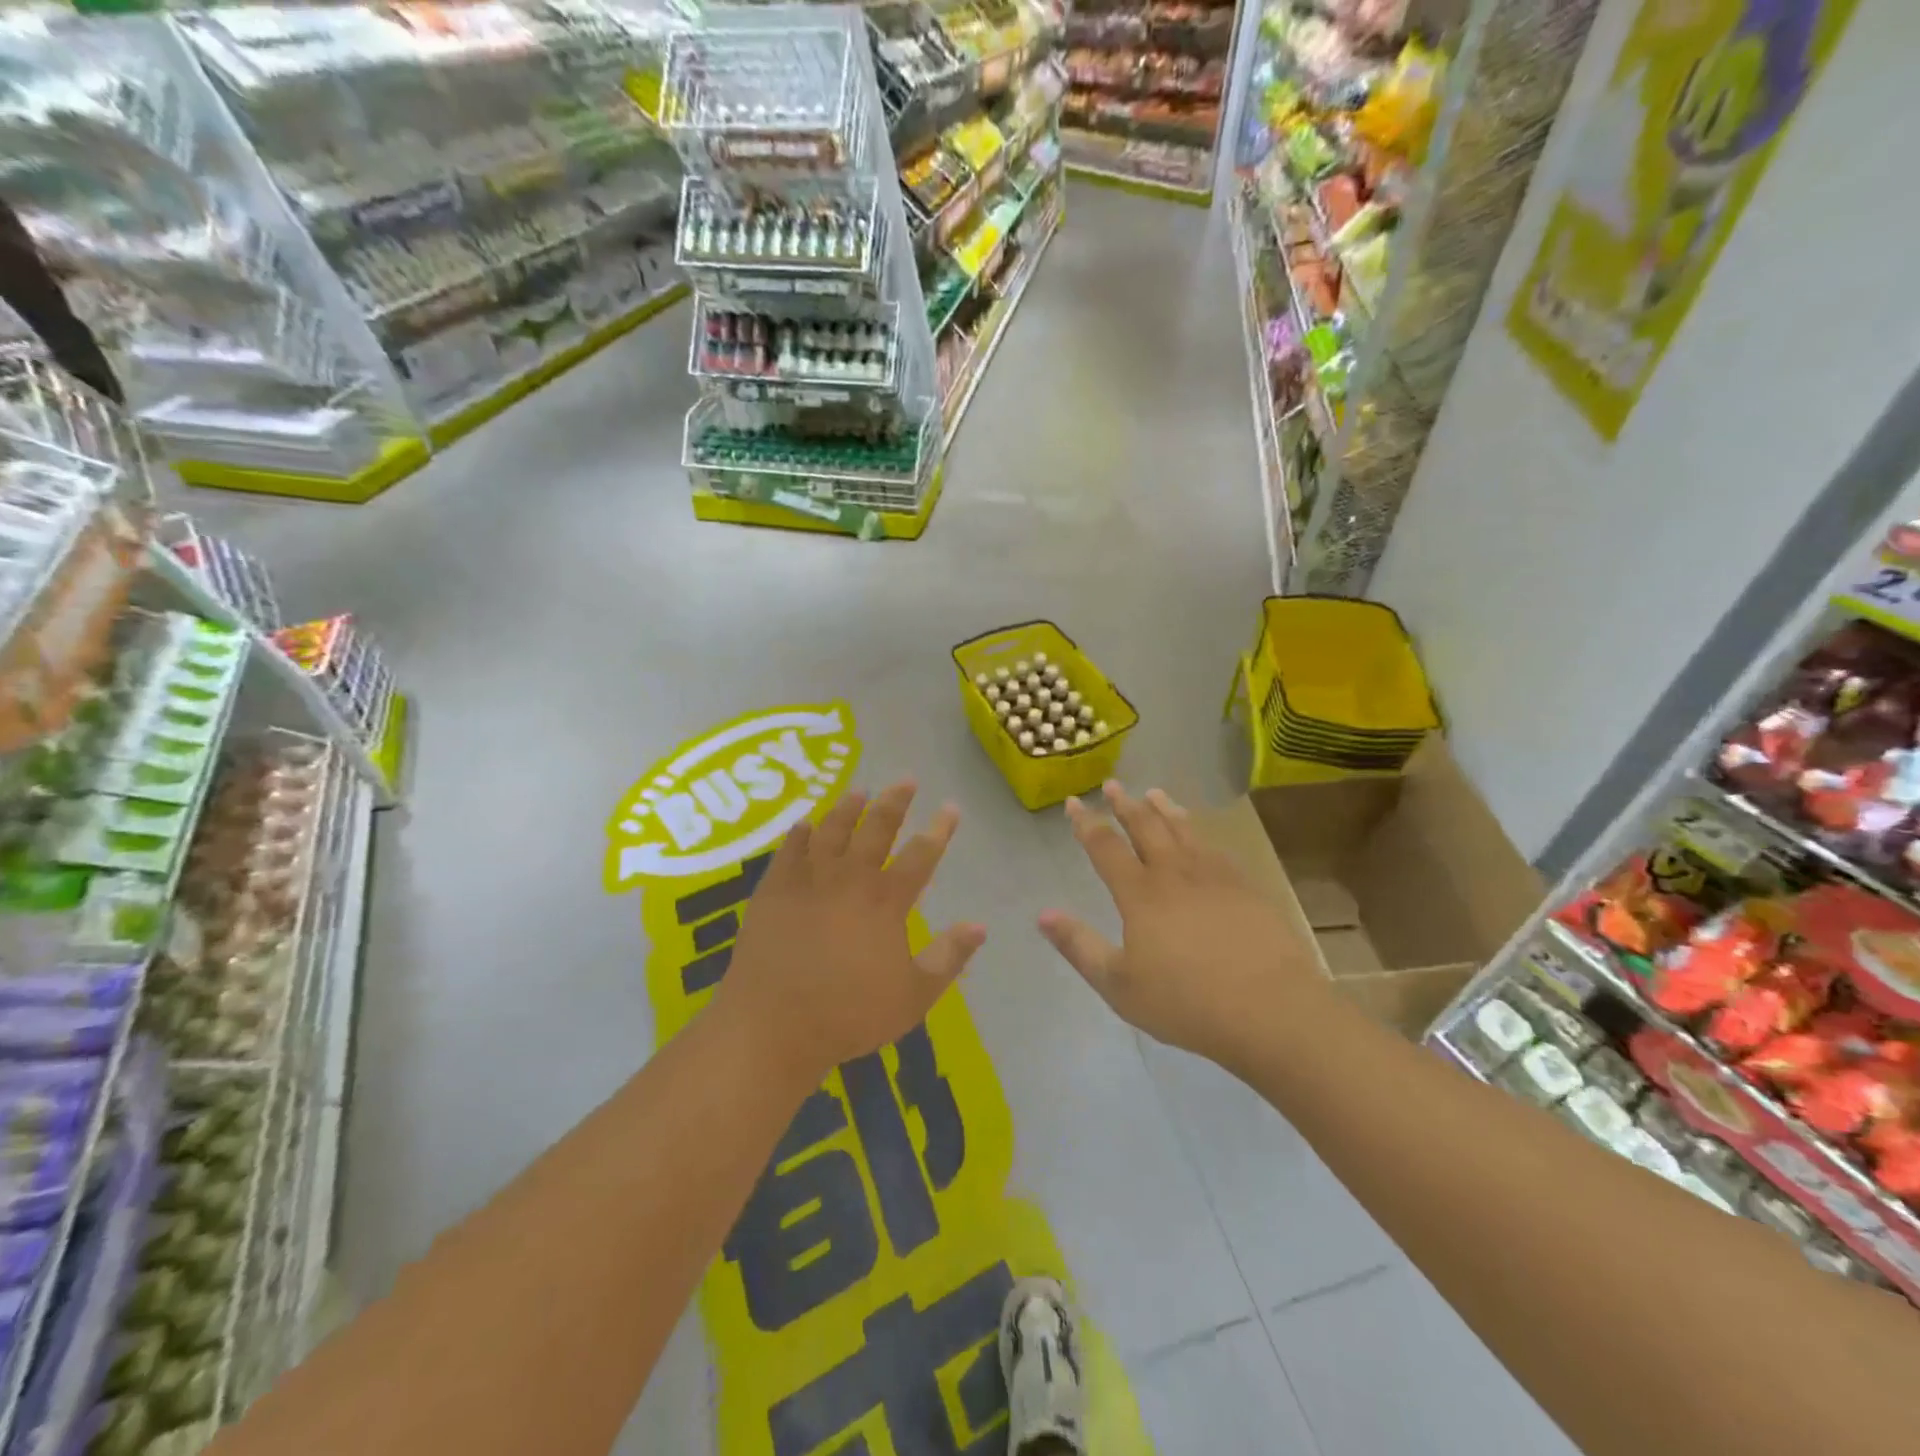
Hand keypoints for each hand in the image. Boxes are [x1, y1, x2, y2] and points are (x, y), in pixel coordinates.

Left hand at [719, 781, 985, 1087]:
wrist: (772, 1025)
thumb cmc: (848, 1014)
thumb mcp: (913, 996)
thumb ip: (949, 958)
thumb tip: (980, 925)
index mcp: (885, 901)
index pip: (920, 855)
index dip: (939, 830)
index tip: (950, 808)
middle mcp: (848, 879)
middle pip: (875, 829)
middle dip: (894, 802)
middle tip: (906, 780)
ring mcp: (807, 881)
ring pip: (831, 831)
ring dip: (848, 808)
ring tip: (859, 791)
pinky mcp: (773, 891)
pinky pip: (788, 851)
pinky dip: (799, 834)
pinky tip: (804, 824)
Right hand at [1039, 782, 1323, 1068]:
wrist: (1271, 1010)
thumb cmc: (1186, 1003)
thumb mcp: (1119, 985)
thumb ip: (1079, 946)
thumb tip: (1043, 915)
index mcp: (1140, 894)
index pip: (1105, 847)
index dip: (1086, 823)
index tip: (1072, 802)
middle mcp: (1175, 873)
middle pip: (1146, 827)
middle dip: (1125, 804)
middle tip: (1112, 785)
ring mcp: (1215, 876)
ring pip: (1183, 830)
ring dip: (1164, 809)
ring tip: (1154, 793)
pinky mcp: (1247, 887)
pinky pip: (1215, 847)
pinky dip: (1200, 832)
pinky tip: (1200, 835)